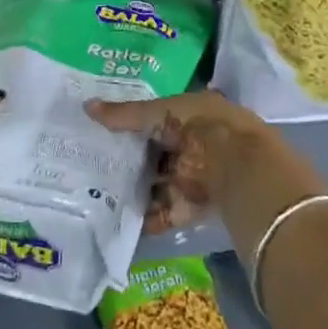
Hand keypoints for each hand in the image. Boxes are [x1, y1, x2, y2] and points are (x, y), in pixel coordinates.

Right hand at [85, 91, 327, 250]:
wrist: (243, 168)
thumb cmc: (204, 127)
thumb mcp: (162, 112)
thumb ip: (125, 115)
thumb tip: (86, 107)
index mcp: (187, 118)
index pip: (151, 120)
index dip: (126, 125)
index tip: (95, 130)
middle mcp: (188, 147)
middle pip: (150, 156)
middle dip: (123, 161)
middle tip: (85, 163)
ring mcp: (189, 179)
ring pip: (152, 186)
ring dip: (129, 191)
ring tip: (90, 192)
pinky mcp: (189, 208)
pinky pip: (160, 214)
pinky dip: (142, 220)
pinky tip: (112, 221)